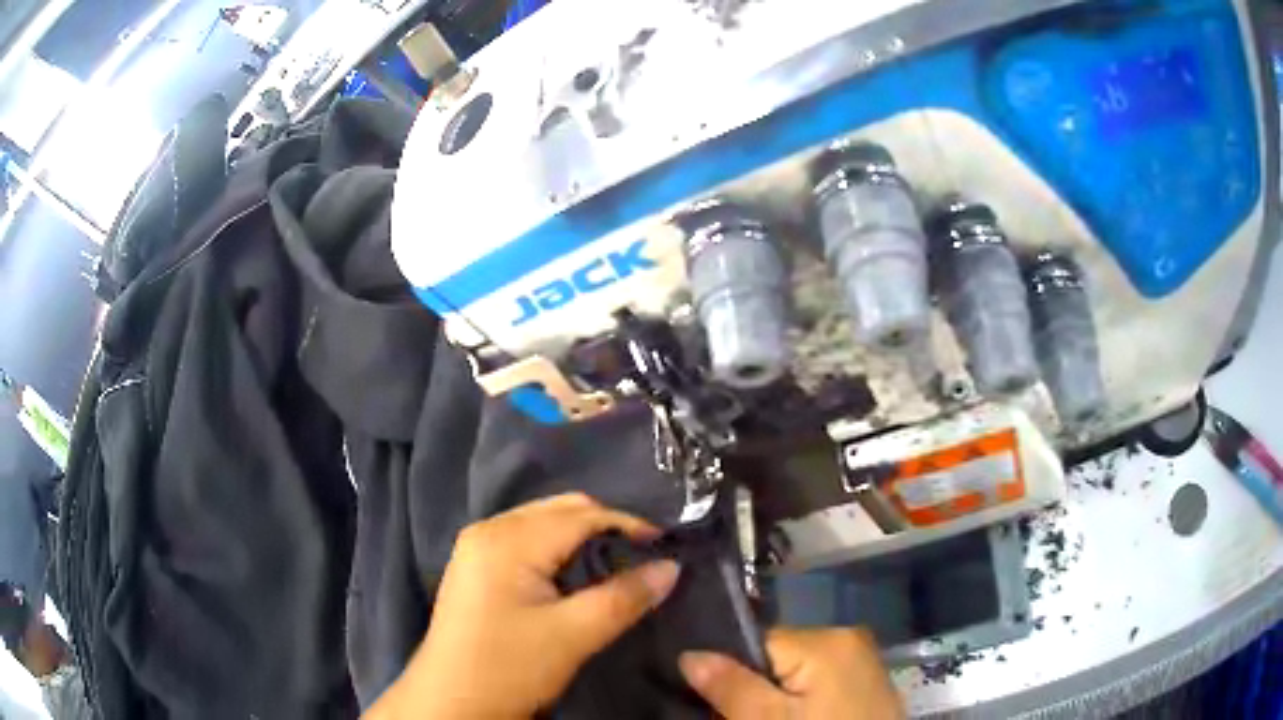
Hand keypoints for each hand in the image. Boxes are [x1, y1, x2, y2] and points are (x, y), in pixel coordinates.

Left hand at [366, 493, 680, 718]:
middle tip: (644, 555)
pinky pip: (527, 541)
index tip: (667, 546)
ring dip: (583, 538)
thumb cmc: (508, 668)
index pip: (581, 515)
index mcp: (508, 539)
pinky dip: (559, 550)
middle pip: (560, 510)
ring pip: (543, 524)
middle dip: (606, 526)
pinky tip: (576, 575)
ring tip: (618, 565)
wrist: (450, 703)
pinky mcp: (476, 568)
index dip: (628, 524)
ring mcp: (477, 547)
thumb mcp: (572, 636)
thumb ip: (623, 598)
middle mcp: (489, 529)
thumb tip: (671, 567)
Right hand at [680, 627, 903, 718]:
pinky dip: (801, 700)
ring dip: (775, 695)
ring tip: (768, 719)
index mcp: (826, 639)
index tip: (714, 701)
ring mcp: (860, 659)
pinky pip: (819, 680)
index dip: (730, 671)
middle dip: (753, 686)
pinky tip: (798, 719)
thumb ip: (731, 686)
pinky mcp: (865, 681)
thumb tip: (690, 654)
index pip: (756, 641)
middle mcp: (847, 636)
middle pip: (775, 657)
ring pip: (795, 671)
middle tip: (740, 717)